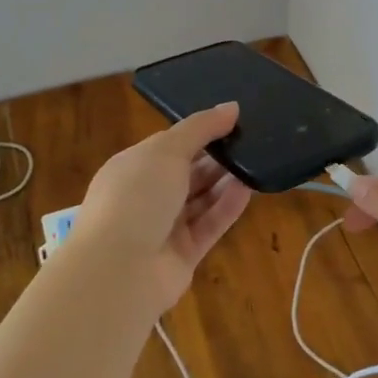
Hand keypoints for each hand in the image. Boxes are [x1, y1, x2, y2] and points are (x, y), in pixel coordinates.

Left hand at [70, 102, 252, 314]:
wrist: (119, 270)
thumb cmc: (136, 197)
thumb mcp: (166, 150)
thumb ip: (201, 128)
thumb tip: (231, 106)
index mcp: (133, 167)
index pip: (170, 145)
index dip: (199, 132)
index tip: (233, 120)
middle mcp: (147, 196)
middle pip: (188, 172)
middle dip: (217, 156)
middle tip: (252, 139)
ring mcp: (164, 227)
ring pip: (201, 198)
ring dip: (226, 180)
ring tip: (258, 159)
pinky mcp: (184, 253)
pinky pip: (210, 224)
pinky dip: (228, 206)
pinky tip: (249, 188)